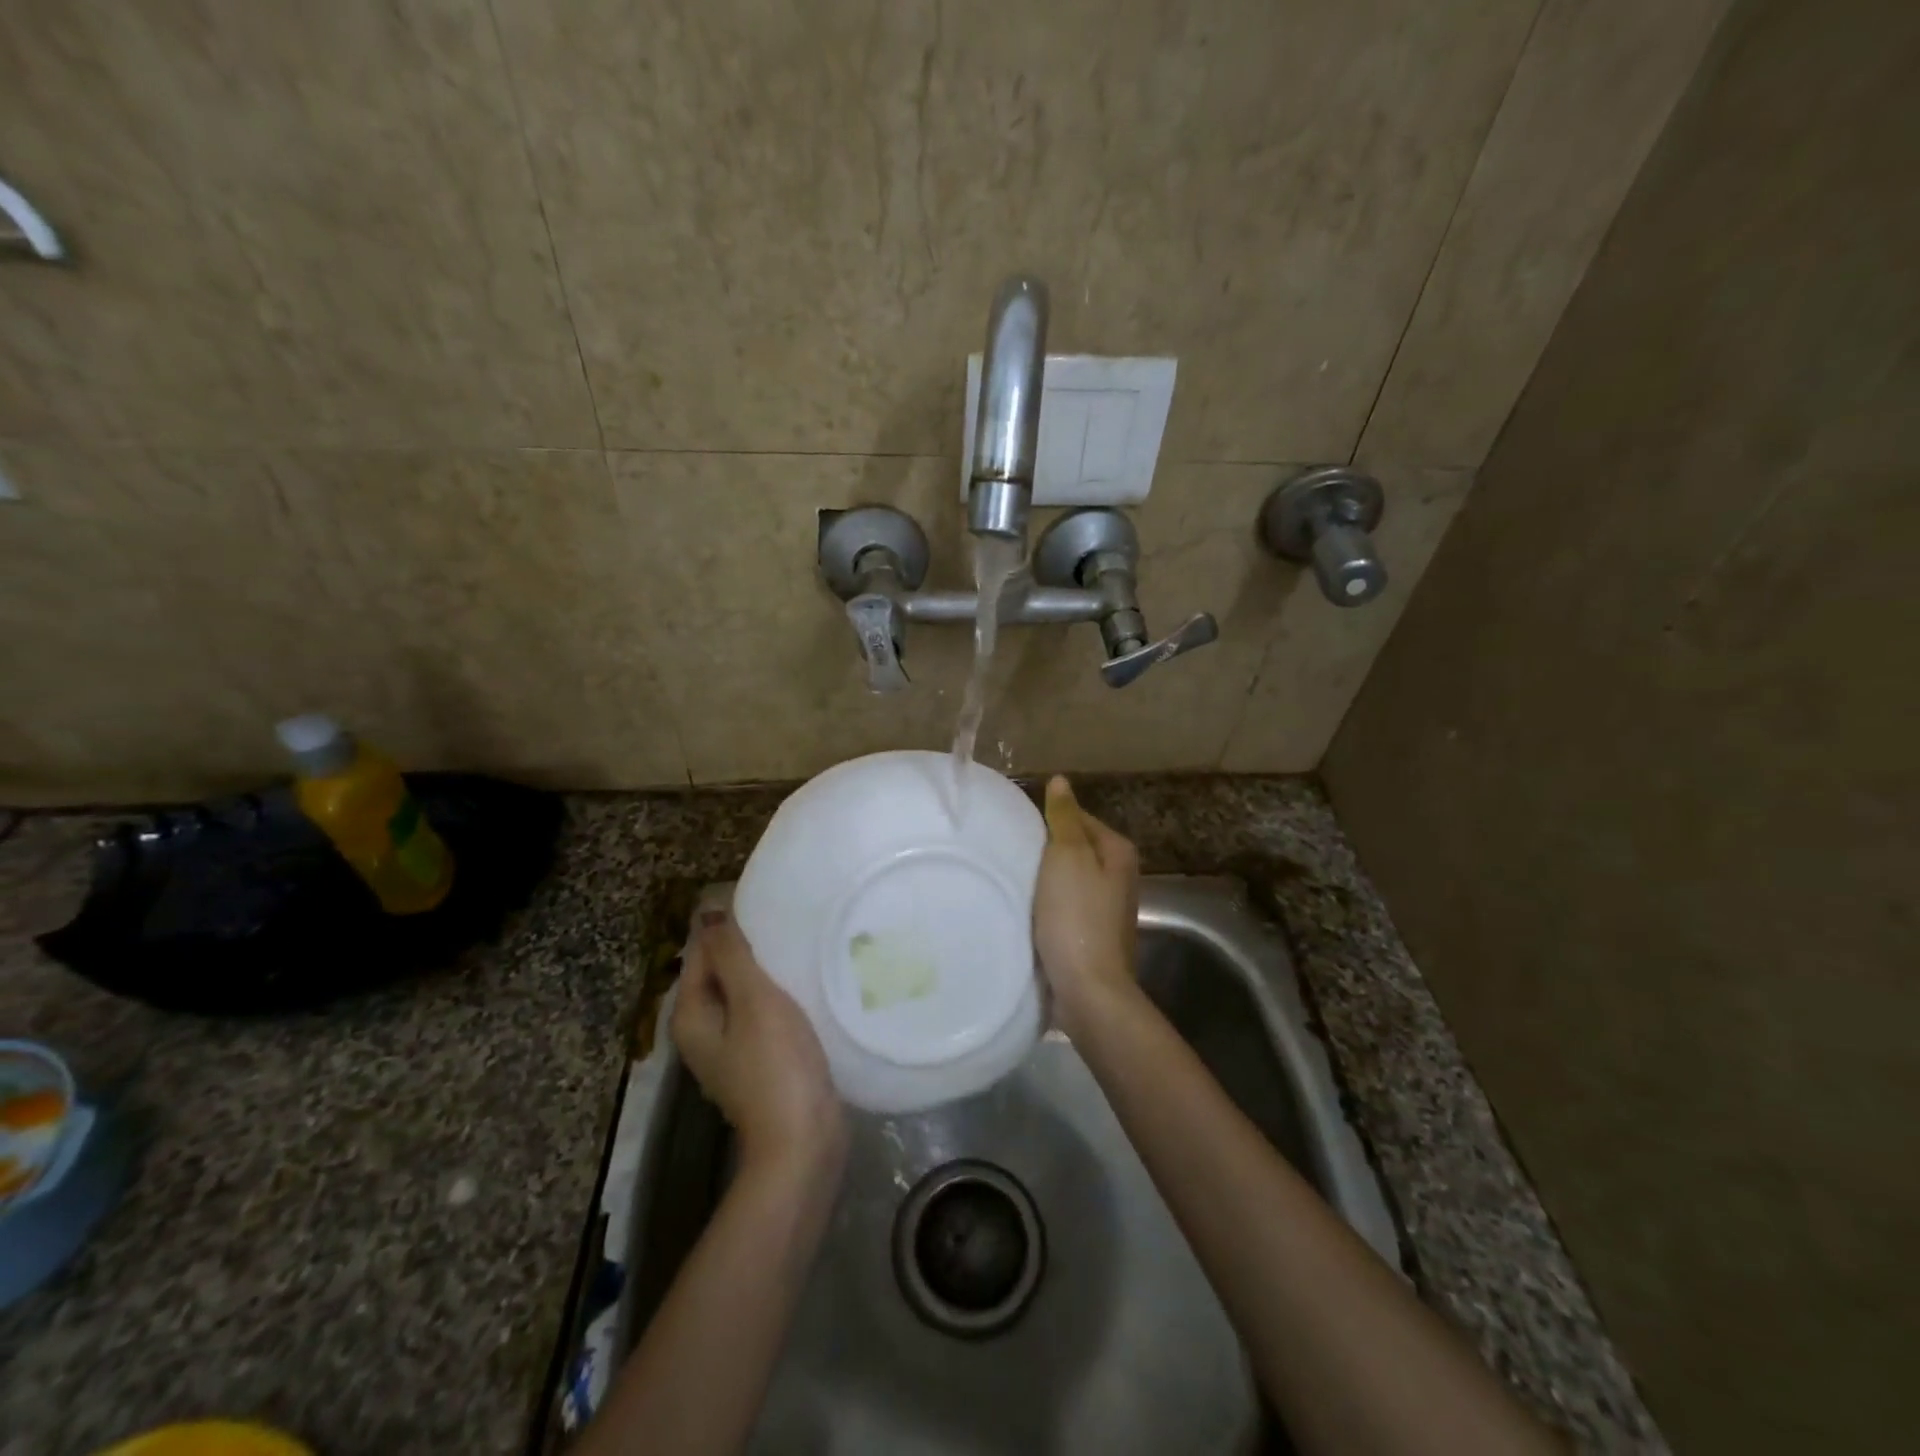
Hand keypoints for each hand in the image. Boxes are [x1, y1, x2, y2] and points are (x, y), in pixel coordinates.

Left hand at [672, 915, 845, 1174]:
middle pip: (722, 972)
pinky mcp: (761, 1061)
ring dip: (768, 971)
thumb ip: (731, 954)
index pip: (701, 952)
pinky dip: (780, 995)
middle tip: (789, 919)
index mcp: (691, 1015)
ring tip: (801, 943)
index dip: (728, 925)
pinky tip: (807, 983)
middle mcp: (703, 1031)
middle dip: (750, 946)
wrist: (803, 1141)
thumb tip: (707, 911)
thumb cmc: (776, 1065)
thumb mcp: (753, 1000)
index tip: (766, 901)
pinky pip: (764, 1014)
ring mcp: (732, 1050)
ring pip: (745, 993)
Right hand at [1032, 776, 1140, 1035]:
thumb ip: (1063, 817)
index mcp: (1117, 851)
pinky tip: (1025, 910)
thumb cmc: (1076, 916)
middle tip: (1010, 853)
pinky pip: (1065, 906)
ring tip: (1012, 879)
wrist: (1088, 988)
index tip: (1017, 829)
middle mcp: (1119, 876)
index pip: (1078, 817)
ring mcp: (1107, 908)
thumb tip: (1061, 781)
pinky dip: (1047, 905)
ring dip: (1043, 879)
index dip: (1048, 820)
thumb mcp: (1067, 856)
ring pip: (1068, 879)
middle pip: (1074, 849)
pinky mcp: (1091, 934)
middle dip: (1045, 850)